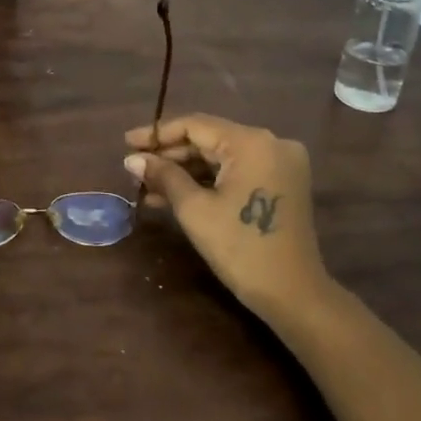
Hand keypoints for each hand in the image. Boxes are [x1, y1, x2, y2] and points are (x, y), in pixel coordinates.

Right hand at [124, 114, 330, 322]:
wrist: (293, 295)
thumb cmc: (240, 248)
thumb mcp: (194, 210)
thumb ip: (164, 176)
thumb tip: (132, 159)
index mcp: (252, 142)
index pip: (195, 125)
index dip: (158, 133)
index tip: (127, 143)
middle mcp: (271, 143)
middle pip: (209, 139)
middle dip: (170, 155)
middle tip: (135, 169)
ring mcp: (280, 163)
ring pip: (221, 157)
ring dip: (185, 171)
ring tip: (148, 186)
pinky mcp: (282, 183)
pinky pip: (236, 172)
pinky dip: (208, 181)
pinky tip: (174, 195)